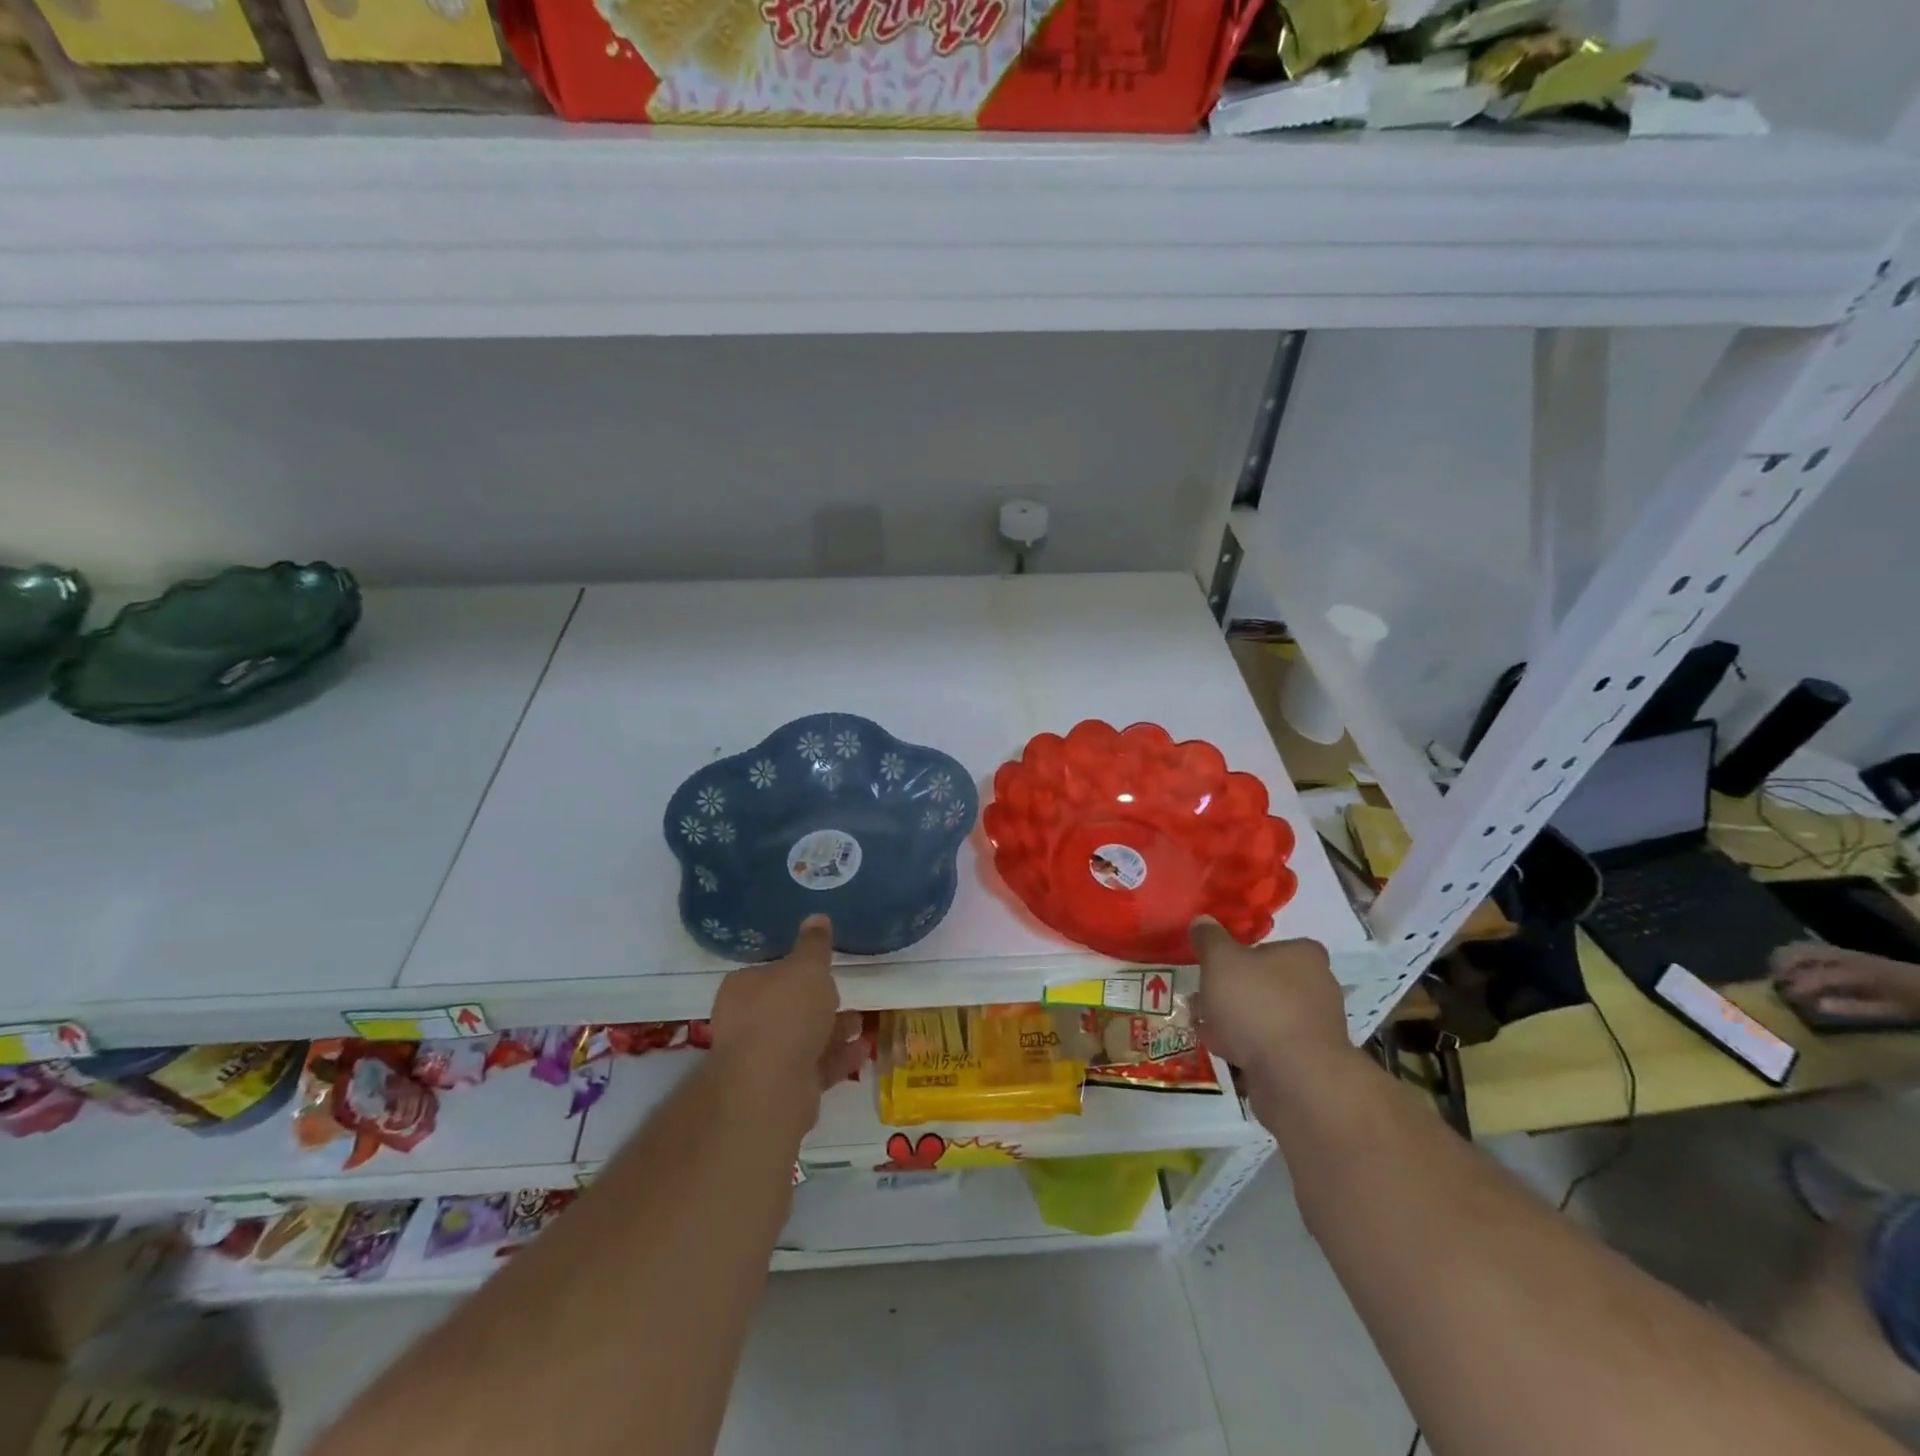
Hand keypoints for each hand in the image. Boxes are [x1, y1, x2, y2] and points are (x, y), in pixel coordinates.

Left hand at [710, 915, 866, 1101]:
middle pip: (787, 1007)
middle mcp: (746, 1022)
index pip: (769, 971)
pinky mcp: (782, 1089)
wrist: (771, 1086)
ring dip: (832, 1030)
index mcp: (743, 988)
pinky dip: (838, 1057)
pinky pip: (814, 1066)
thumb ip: (814, 945)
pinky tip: (863, 1050)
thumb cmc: (786, 1013)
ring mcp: (762, 1060)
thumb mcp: (807, 967)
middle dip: (818, 1003)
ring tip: (861, 1023)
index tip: (822, 969)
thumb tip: (816, 917)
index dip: (796, 970)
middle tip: (845, 995)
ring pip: (803, 1038)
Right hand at [1190, 920, 1349, 1092]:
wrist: (1296, 1079)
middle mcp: (1318, 988)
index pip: (1275, 945)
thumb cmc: (1258, 1005)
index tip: (1218, 965)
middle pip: (1265, 982)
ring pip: (1264, 1016)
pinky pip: (1269, 1047)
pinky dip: (1246, 1047)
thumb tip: (1202, 921)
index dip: (1244, 953)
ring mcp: (1315, 1029)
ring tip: (1203, 1027)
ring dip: (1234, 1021)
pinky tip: (1222, 1052)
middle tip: (1202, 998)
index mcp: (1305, 957)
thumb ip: (1209, 938)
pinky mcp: (1308, 1063)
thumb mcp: (1220, 960)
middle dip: (1231, 991)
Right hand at [1773, 943, 1919, 1021]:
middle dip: (1780, 968)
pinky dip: (1793, 956)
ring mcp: (1841, 952)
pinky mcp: (1842, 952)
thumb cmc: (1913, 1002)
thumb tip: (1816, 1006)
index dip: (1795, 988)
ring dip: (1782, 960)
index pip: (1814, 977)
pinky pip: (1807, 948)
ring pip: (1797, 947)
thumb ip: (1853, 1008)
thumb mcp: (1891, 1011)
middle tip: (1777, 986)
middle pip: (1796, 953)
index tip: (1785, 1000)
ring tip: (1781, 977)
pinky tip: (1796, 970)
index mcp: (1856, 973)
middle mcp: (1843, 957)